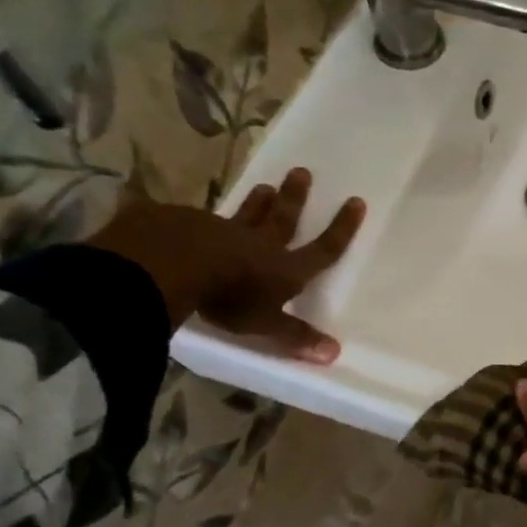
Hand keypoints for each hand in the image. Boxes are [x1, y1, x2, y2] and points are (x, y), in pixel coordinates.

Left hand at [87, 167, 364, 358]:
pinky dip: (198, 217)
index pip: (323, 249)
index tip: (356, 202)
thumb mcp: (264, 324)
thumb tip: (334, 354)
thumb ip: (295, 336)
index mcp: (285, 269)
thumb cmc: (226, 298)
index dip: (342, 228)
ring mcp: (221, 231)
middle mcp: (259, 244)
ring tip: (264, 185)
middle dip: (295, 198)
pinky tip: (190, 213)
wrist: (170, 264)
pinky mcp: (184, 224)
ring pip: (245, 214)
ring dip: (257, 201)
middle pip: (283, 219)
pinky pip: (195, 219)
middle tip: (301, 172)